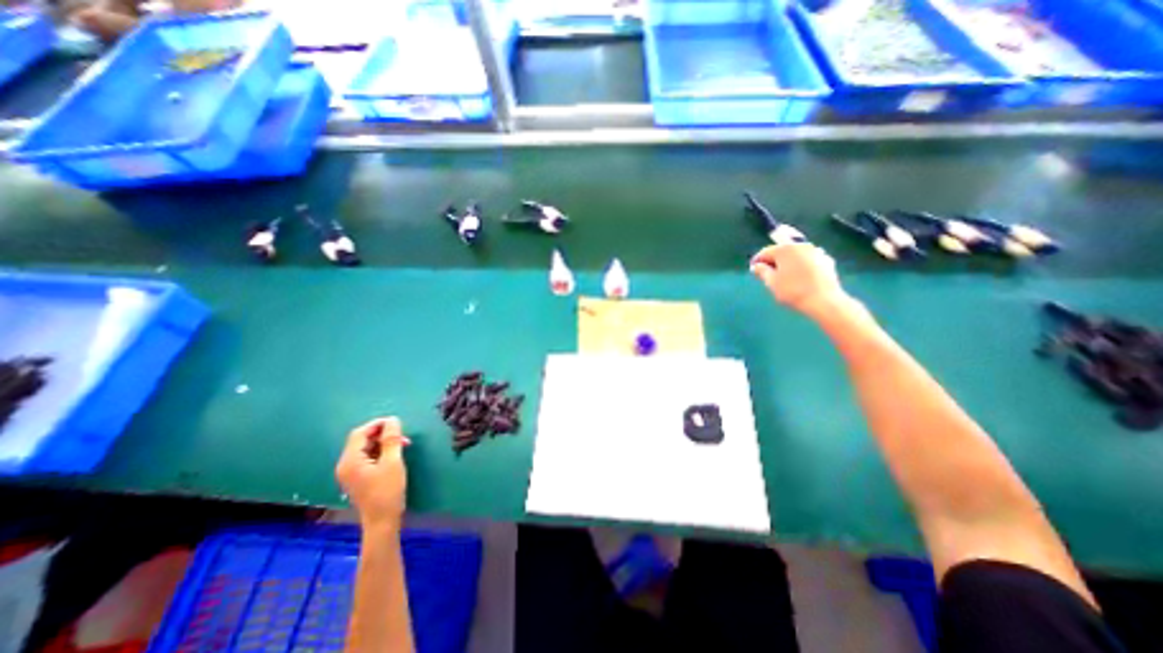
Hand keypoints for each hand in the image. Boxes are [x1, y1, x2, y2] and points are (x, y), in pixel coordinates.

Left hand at [335, 418, 410, 529]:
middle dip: (382, 433)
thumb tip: (392, 420)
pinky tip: (395, 454)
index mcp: (350, 461)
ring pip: (366, 448)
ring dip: (383, 442)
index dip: (377, 424)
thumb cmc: (388, 490)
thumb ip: (391, 439)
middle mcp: (345, 465)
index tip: (397, 422)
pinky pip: (367, 457)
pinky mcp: (357, 477)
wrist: (382, 520)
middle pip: (361, 439)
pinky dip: (381, 451)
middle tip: (402, 434)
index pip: (360, 433)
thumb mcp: (393, 462)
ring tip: (403, 444)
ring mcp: (350, 472)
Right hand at [751, 242, 852, 318]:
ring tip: (784, 277)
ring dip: (788, 264)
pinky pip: (808, 261)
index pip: (765, 252)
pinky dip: (801, 267)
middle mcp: (801, 246)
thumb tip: (756, 266)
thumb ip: (762, 271)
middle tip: (768, 275)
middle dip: (774, 262)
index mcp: (784, 249)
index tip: (753, 271)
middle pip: (782, 252)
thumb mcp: (771, 282)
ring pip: (796, 256)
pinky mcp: (827, 261)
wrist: (824, 301)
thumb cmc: (792, 291)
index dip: (757, 261)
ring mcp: (816, 252)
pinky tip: (800, 279)